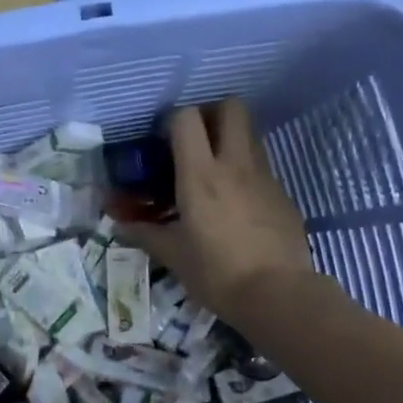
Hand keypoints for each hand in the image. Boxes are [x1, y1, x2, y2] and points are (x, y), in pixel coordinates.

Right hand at [121, 100, 313, 321]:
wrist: (278, 295)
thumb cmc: (217, 273)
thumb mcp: (174, 256)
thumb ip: (145, 234)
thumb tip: (119, 226)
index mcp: (201, 175)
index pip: (187, 117)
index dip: (173, 120)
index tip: (164, 142)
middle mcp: (235, 165)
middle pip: (231, 108)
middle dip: (212, 113)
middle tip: (196, 140)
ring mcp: (265, 177)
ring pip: (250, 135)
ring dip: (231, 141)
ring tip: (215, 173)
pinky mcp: (283, 195)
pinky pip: (262, 168)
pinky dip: (247, 173)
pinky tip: (238, 206)